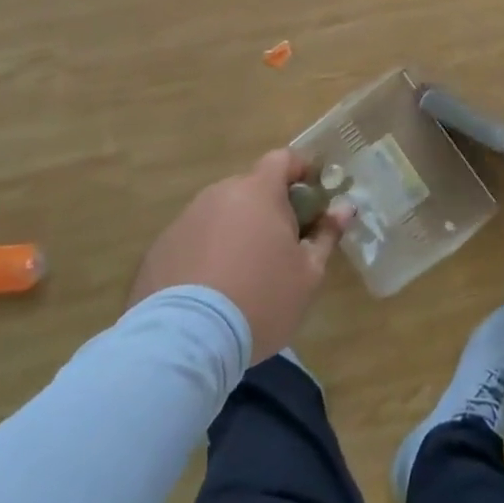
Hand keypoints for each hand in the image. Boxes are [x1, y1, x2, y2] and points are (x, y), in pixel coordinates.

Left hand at [127, 150, 351, 361]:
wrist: (184, 343)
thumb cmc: (260, 300)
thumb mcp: (308, 274)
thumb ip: (326, 235)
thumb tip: (344, 208)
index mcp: (258, 192)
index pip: (283, 159)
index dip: (300, 172)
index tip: (311, 199)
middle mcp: (219, 194)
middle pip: (251, 188)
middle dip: (268, 209)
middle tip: (280, 247)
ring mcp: (185, 220)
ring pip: (220, 215)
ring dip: (235, 232)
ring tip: (242, 275)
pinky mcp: (158, 250)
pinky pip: (193, 241)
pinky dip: (205, 255)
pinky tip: (210, 293)